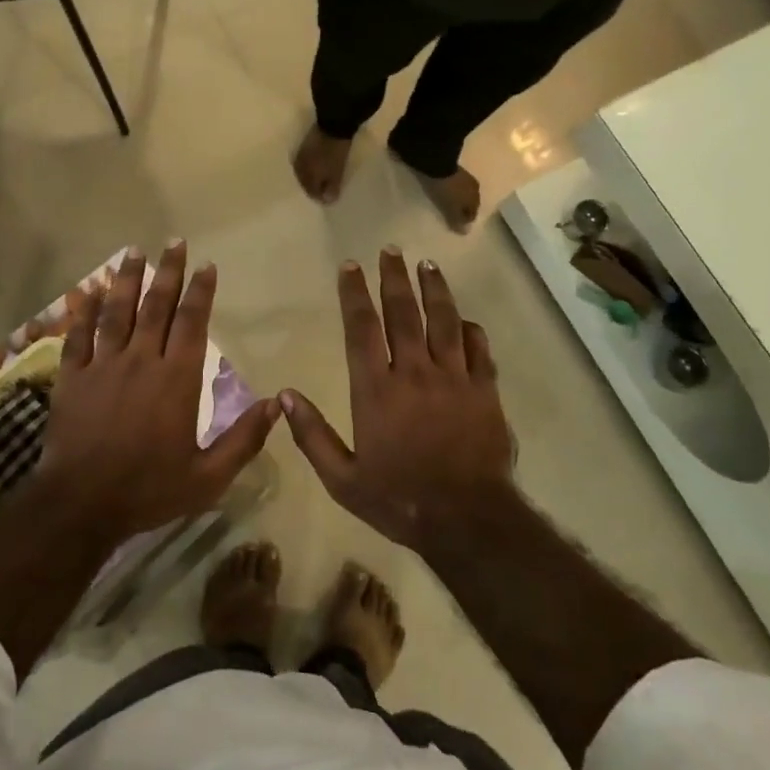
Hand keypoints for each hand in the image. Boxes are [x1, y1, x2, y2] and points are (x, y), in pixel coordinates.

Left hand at [34, 242, 279, 540]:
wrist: (81, 505)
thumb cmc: (149, 490)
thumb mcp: (209, 477)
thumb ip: (244, 439)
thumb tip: (278, 404)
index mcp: (176, 379)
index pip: (192, 322)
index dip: (200, 291)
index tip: (206, 265)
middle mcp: (140, 361)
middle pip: (156, 306)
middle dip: (167, 272)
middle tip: (174, 242)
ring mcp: (102, 366)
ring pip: (116, 312)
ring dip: (126, 279)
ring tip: (134, 251)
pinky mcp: (72, 378)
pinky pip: (78, 336)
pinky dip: (82, 311)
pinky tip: (87, 291)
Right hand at [281, 250, 515, 550]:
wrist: (466, 519)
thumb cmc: (398, 498)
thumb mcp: (343, 479)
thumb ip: (312, 436)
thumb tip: (285, 396)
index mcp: (375, 389)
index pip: (362, 327)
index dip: (355, 293)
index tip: (350, 266)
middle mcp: (413, 372)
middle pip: (403, 313)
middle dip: (394, 278)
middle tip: (390, 250)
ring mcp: (453, 378)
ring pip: (443, 321)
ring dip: (434, 290)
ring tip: (428, 265)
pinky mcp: (484, 391)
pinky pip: (478, 349)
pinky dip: (471, 329)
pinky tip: (464, 318)